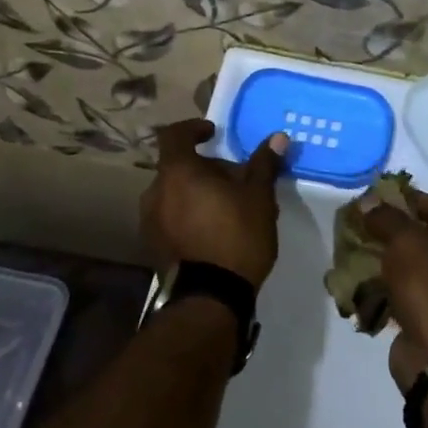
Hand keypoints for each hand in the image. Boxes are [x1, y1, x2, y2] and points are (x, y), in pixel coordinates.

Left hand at [141, 119, 287, 289]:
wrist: (210, 298)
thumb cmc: (236, 235)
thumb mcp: (259, 196)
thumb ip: (264, 164)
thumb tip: (278, 137)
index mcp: (177, 172)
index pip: (174, 135)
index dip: (193, 129)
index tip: (213, 133)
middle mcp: (155, 192)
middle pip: (178, 167)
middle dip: (205, 168)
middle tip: (235, 180)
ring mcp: (150, 222)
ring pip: (174, 194)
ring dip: (197, 192)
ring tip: (227, 207)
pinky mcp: (153, 247)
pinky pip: (171, 217)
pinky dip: (189, 214)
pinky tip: (213, 230)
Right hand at [362, 193, 427, 392]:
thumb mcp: (404, 240)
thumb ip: (386, 217)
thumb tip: (369, 202)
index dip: (404, 199)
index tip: (374, 201)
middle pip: (425, 234)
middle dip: (391, 230)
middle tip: (362, 226)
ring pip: (414, 264)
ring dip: (387, 259)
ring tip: (356, 253)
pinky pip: (409, 290)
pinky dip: (388, 285)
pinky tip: (363, 281)